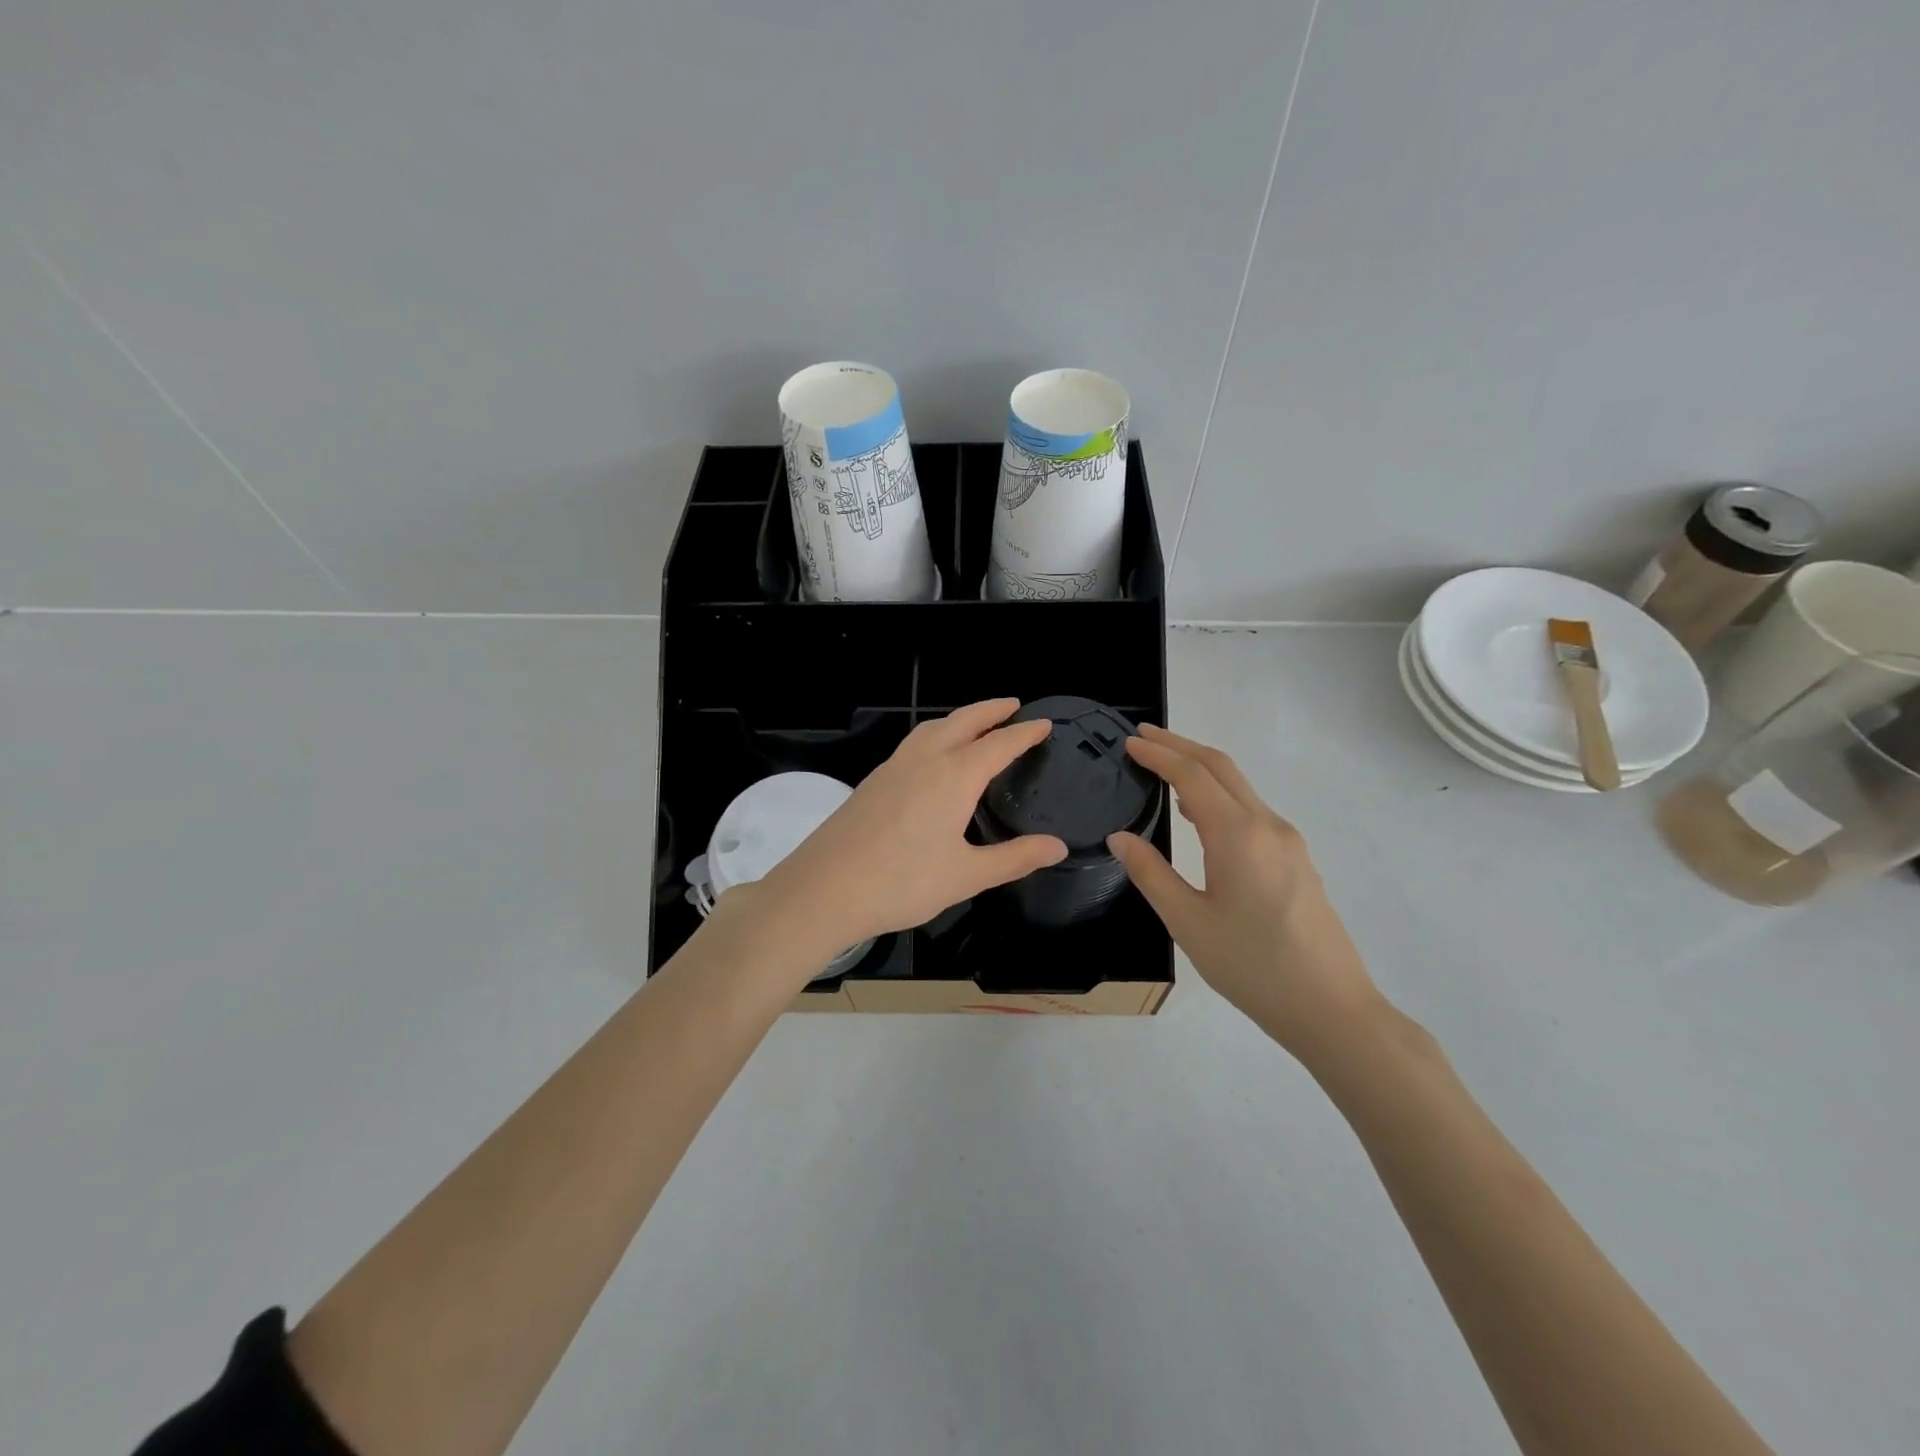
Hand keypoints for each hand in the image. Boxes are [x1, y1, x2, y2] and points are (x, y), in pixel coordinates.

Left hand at [749, 700, 1067, 960]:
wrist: (824, 889)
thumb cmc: (902, 883)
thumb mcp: (967, 876)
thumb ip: (1015, 858)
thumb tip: (1058, 846)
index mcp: (954, 777)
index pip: (999, 745)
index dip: (1025, 733)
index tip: (1045, 724)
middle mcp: (924, 761)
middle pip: (963, 721)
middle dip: (990, 710)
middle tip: (1013, 705)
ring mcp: (893, 768)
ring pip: (932, 728)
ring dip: (959, 718)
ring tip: (975, 723)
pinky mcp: (872, 781)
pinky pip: (912, 743)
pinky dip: (934, 734)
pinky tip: (932, 757)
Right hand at [1107, 725, 1380, 1056]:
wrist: (1331, 1007)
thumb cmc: (1252, 966)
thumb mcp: (1188, 922)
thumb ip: (1150, 874)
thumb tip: (1120, 837)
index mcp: (1238, 835)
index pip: (1192, 775)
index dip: (1159, 754)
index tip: (1129, 743)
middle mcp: (1267, 825)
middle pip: (1221, 767)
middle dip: (1180, 746)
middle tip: (1142, 738)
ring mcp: (1287, 840)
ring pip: (1239, 786)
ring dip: (1200, 767)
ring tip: (1163, 766)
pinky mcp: (1296, 859)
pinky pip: (1251, 808)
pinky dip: (1219, 793)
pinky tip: (1199, 811)